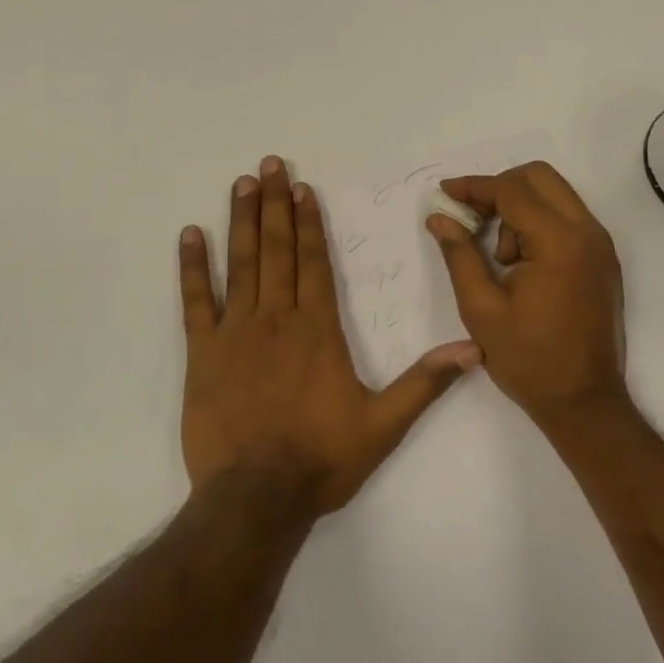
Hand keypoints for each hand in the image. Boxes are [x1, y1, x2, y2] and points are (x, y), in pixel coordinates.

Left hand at [179, 155, 479, 516]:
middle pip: (277, 250)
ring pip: (241, 264)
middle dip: (275, 204)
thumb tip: (473, 350)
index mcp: (317, 329)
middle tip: (269, 165)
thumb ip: (425, 383)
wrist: (255, 497)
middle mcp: (276, 318)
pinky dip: (192, 267)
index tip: (303, 187)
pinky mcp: (203, 353)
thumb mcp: (384, 425)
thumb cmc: (321, 459)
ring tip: (242, 184)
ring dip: (242, 221)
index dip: (309, 222)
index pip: (313, 261)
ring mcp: (235, 332)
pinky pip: (196, 301)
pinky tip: (190, 235)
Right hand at [424, 161, 627, 425]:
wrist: (585, 402)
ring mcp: (600, 245)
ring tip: (499, 258)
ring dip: (520, 207)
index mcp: (559, 243)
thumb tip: (439, 217)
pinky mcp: (603, 259)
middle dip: (499, 188)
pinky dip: (538, 222)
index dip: (474, 187)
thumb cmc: (529, 359)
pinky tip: (517, 260)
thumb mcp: (481, 309)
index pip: (512, 191)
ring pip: (555, 194)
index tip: (444, 192)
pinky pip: (567, 218)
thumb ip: (459, 255)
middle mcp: (587, 233)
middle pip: (540, 177)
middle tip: (471, 216)